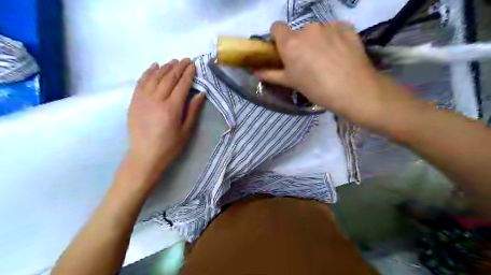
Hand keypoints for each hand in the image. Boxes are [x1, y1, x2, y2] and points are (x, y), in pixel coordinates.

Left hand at [127, 59, 203, 176]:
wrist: (144, 155)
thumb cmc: (169, 146)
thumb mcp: (186, 131)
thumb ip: (193, 110)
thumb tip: (200, 93)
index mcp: (171, 108)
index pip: (182, 85)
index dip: (188, 74)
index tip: (193, 65)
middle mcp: (156, 99)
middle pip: (169, 78)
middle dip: (178, 67)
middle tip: (186, 60)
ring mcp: (143, 99)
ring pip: (155, 77)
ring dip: (165, 67)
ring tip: (173, 61)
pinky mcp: (134, 101)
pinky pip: (141, 82)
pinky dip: (148, 72)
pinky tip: (154, 66)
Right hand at [256, 22, 415, 127]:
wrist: (353, 90)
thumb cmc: (316, 88)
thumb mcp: (291, 82)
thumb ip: (271, 74)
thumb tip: (254, 72)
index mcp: (291, 42)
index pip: (276, 27)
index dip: (278, 38)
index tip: (284, 51)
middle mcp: (307, 29)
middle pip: (298, 32)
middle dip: (300, 43)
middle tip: (308, 62)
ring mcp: (328, 26)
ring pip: (317, 31)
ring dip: (318, 41)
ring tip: (327, 60)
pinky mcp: (346, 27)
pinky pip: (334, 29)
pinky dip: (334, 38)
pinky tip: (340, 54)